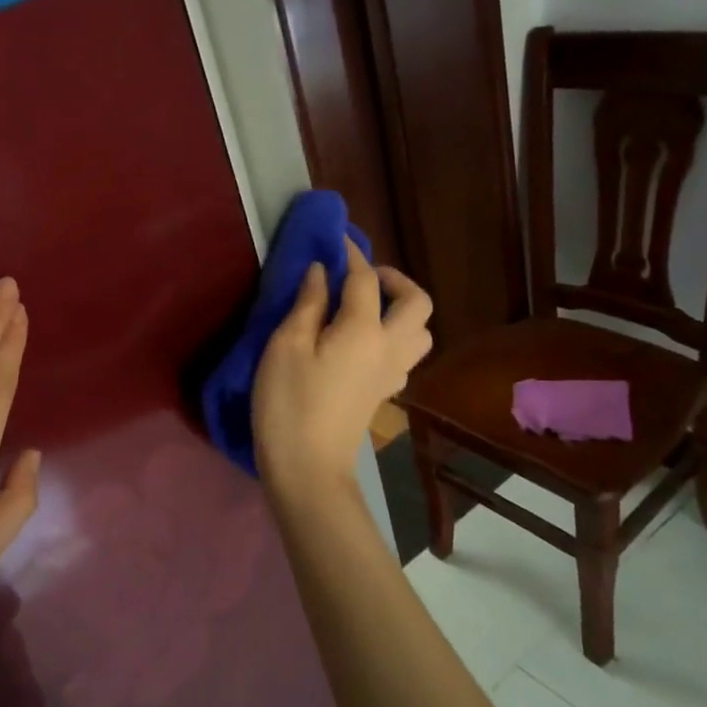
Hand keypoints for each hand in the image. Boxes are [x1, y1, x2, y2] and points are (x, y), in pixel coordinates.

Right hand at [252, 241, 432, 495]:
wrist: (307, 468)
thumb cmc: (289, 403)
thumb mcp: (286, 347)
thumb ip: (308, 304)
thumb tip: (322, 272)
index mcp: (364, 330)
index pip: (365, 278)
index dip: (350, 254)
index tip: (335, 239)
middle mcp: (389, 347)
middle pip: (417, 302)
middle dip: (395, 279)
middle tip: (361, 276)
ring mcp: (391, 373)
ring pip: (420, 331)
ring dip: (402, 310)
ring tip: (366, 307)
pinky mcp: (383, 392)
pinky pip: (405, 353)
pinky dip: (394, 336)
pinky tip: (361, 341)